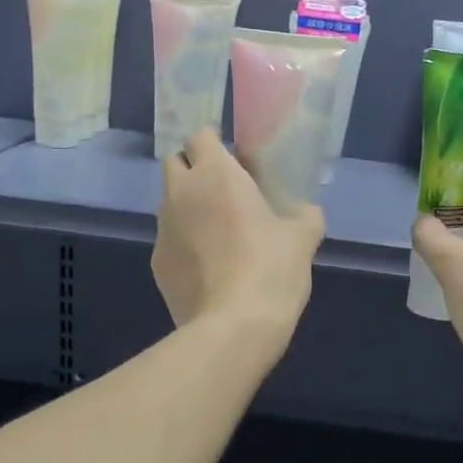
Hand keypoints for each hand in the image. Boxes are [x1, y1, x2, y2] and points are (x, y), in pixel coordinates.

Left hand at [153, 129, 323, 342]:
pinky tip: (208, 268)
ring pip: (169, 203)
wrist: (234, 326)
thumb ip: (305, 216)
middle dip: (193, 169)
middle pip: (175, 163)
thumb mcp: (303, 238)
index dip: (215, 143)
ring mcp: (162, 229)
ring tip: (217, 233)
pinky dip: (184, 245)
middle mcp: (180, 193)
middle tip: (223, 191)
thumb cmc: (271, 269)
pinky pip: (169, 241)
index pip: (200, 136)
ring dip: (188, 207)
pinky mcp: (156, 263)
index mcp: (215, 174)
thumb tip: (306, 213)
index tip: (234, 160)